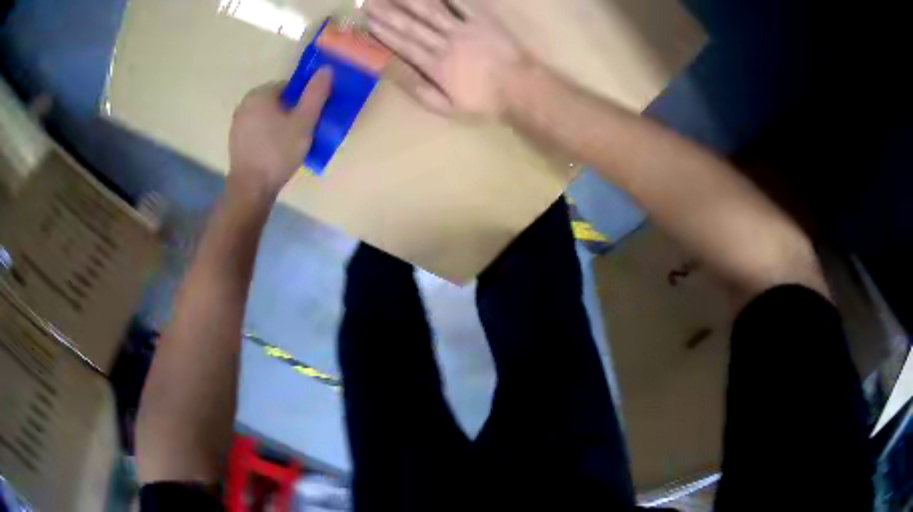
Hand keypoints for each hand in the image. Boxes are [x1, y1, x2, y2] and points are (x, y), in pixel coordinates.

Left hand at [228, 69, 331, 195]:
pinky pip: (257, 130)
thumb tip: (326, 69)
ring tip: (289, 145)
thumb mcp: (304, 122)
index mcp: (260, 94)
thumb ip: (316, 94)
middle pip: (277, 101)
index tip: (309, 119)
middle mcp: (245, 103)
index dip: (303, 101)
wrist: (251, 188)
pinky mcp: (235, 140)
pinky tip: (274, 152)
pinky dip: (267, 136)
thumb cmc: (278, 152)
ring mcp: (237, 123)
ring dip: (278, 125)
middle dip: (290, 113)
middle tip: (301, 133)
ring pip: (266, 116)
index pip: (289, 87)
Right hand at [366, 0, 527, 117]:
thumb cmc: (483, 102)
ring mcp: (463, 29)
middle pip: (411, 24)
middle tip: (370, 2)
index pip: (403, 44)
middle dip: (388, 12)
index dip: (383, 32)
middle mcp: (444, 43)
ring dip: (410, 0)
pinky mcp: (482, 21)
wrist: (521, 89)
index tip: (367, 22)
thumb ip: (418, 89)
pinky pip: (461, 4)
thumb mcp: (446, 106)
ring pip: (431, 11)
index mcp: (434, 65)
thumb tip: (394, 75)